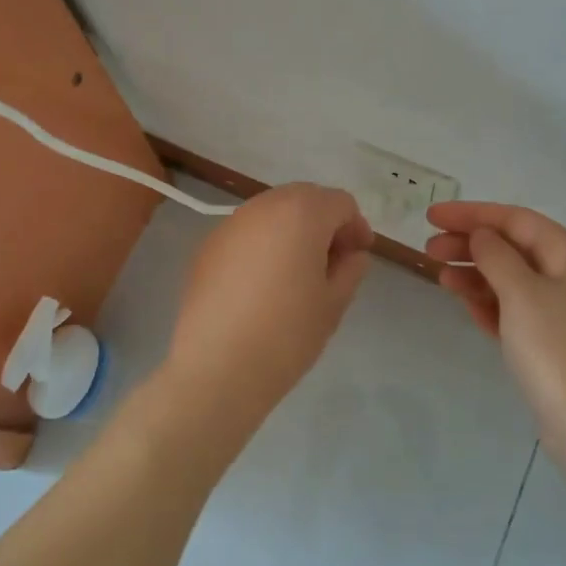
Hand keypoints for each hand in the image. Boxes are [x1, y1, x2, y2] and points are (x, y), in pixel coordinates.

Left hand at [163, 183, 374, 425]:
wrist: (217, 366)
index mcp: (302, 213)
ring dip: (291, 231)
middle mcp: (263, 206)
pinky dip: (262, 245)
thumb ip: (350, 269)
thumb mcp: (333, 303)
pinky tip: (262, 284)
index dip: (356, 227)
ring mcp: (230, 224)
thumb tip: (351, 254)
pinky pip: (246, 233)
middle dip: (323, 223)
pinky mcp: (207, 247)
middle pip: (304, 199)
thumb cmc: (287, 333)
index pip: (340, 203)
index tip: (359, 257)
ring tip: (297, 273)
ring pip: (272, 213)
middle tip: (332, 262)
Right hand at [426, 202, 565, 465]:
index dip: (471, 214)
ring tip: (440, 276)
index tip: (431, 216)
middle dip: (469, 244)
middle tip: (429, 249)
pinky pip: (512, 307)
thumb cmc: (554, 346)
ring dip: (474, 272)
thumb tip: (481, 235)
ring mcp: (560, 309)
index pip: (514, 219)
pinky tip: (463, 302)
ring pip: (509, 278)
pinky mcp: (549, 338)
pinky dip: (487, 300)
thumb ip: (495, 255)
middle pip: (511, 247)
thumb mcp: (520, 292)